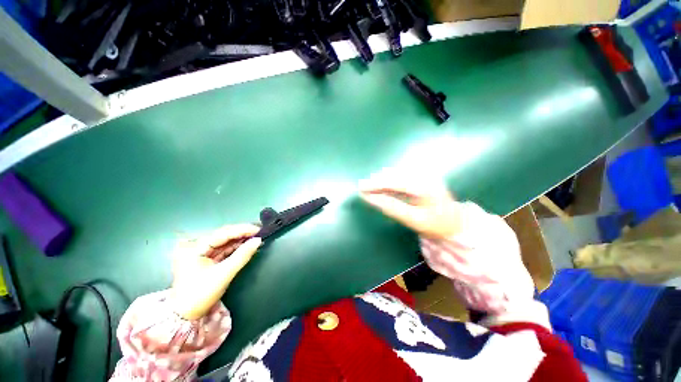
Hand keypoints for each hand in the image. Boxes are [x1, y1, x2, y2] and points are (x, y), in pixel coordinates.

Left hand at [171, 224, 261, 319]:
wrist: (186, 316)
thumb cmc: (201, 294)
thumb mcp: (223, 274)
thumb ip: (242, 256)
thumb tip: (258, 240)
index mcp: (195, 248)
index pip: (223, 233)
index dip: (242, 229)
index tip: (258, 229)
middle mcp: (197, 247)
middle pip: (224, 236)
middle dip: (242, 233)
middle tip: (260, 231)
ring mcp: (201, 253)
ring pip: (225, 242)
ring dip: (240, 240)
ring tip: (256, 237)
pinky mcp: (207, 260)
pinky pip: (224, 250)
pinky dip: (236, 248)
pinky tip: (247, 245)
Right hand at [358, 172, 460, 238]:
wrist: (455, 223)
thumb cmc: (436, 225)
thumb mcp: (413, 220)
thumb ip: (391, 207)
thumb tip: (370, 198)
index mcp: (425, 187)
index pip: (396, 182)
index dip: (376, 185)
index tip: (361, 189)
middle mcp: (425, 176)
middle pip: (395, 175)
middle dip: (376, 181)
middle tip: (361, 187)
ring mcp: (424, 174)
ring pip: (396, 173)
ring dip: (381, 179)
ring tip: (368, 186)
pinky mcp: (422, 176)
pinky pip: (401, 175)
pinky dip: (388, 180)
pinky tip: (381, 185)